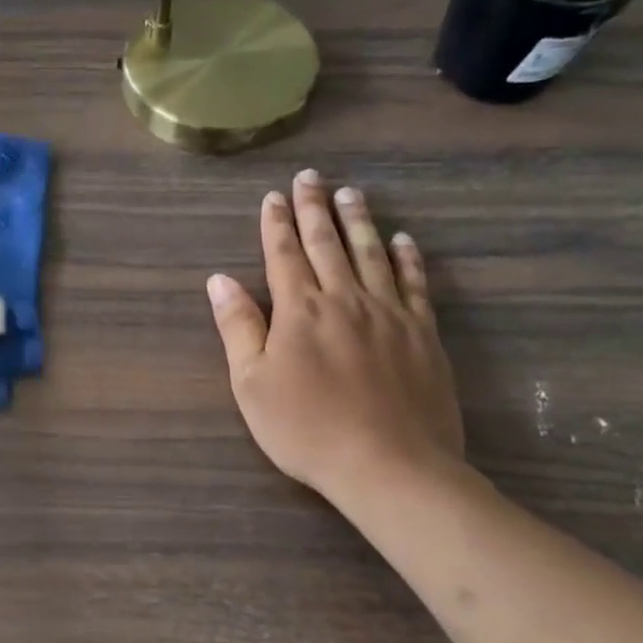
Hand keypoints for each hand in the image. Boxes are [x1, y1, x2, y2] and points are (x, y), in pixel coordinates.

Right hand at [207, 171, 463, 505]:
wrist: (390, 466)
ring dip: (359, 221)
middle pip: (327, 243)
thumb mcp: (252, 384)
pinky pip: (416, 285)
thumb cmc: (307, 429)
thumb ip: (237, 327)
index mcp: (299, 310)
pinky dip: (408, 259)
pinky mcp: (423, 334)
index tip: (274, 196)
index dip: (276, 223)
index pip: (283, 254)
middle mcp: (344, 299)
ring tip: (352, 193)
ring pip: (372, 254)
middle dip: (315, 208)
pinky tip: (404, 241)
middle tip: (311, 176)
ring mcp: (389, 314)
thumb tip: (219, 280)